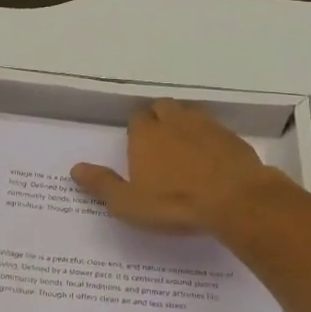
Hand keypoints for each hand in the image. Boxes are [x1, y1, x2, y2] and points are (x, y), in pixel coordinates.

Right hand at [70, 99, 282, 233]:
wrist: (235, 200)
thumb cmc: (174, 203)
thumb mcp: (129, 203)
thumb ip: (102, 184)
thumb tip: (75, 168)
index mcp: (145, 135)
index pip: (136, 118)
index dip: (135, 130)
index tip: (136, 145)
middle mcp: (174, 122)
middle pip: (162, 108)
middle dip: (158, 118)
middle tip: (158, 142)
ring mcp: (206, 127)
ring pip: (190, 114)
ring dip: (184, 124)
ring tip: (184, 146)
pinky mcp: (232, 138)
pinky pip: (215, 130)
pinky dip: (210, 139)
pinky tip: (211, 158)